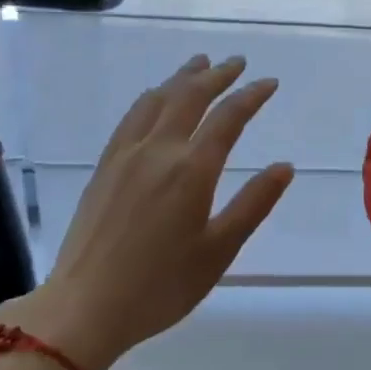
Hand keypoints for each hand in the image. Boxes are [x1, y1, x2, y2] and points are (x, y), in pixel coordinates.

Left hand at [0, 55, 293, 369]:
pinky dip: (151, 97)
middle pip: (190, 96)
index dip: (251, 96)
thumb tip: (285, 166)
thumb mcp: (219, 250)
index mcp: (191, 170)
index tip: (269, 83)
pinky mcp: (104, 166)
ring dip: (182, 78)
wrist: (85, 306)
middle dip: (217, 75)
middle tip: (237, 62)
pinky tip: (155, 98)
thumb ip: (253, 204)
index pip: (228, 118)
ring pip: (157, 99)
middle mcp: (158, 151)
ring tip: (199, 64)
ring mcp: (126, 155)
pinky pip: (131, 116)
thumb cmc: (161, 286)